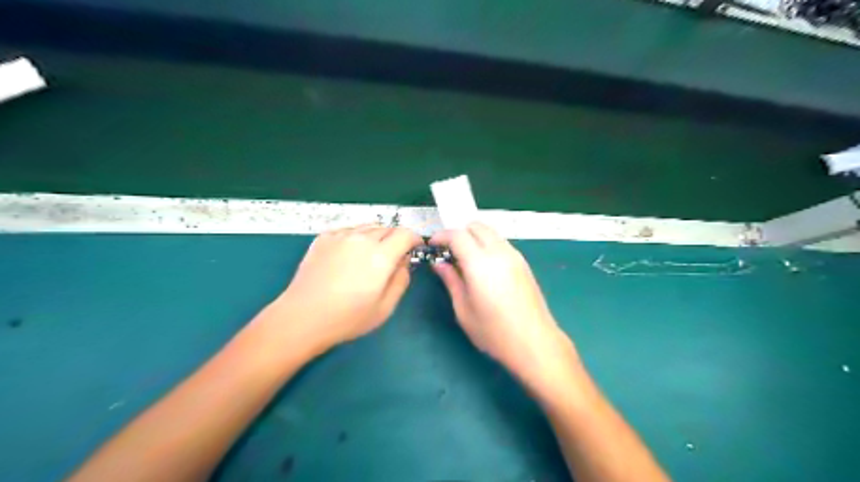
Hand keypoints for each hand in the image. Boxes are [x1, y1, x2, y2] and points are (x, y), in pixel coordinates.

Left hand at [271, 223, 421, 352]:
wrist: (302, 317)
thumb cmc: (347, 318)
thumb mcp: (385, 307)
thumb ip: (401, 280)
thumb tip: (404, 262)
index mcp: (381, 256)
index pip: (405, 234)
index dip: (414, 239)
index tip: (414, 248)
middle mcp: (362, 239)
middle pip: (388, 228)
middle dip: (396, 239)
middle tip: (392, 257)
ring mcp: (340, 236)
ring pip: (368, 227)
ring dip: (377, 236)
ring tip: (371, 255)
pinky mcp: (323, 238)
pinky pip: (348, 230)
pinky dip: (356, 237)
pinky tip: (349, 254)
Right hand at [428, 223, 577, 390]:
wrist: (535, 343)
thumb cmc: (494, 332)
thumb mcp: (463, 309)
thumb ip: (451, 281)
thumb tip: (439, 263)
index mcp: (480, 263)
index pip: (457, 235)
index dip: (442, 236)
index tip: (433, 246)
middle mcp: (499, 252)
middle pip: (476, 226)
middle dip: (459, 233)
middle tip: (449, 252)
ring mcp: (515, 256)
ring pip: (491, 232)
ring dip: (474, 238)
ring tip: (466, 260)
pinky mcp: (524, 263)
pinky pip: (501, 243)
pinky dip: (488, 245)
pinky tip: (484, 267)